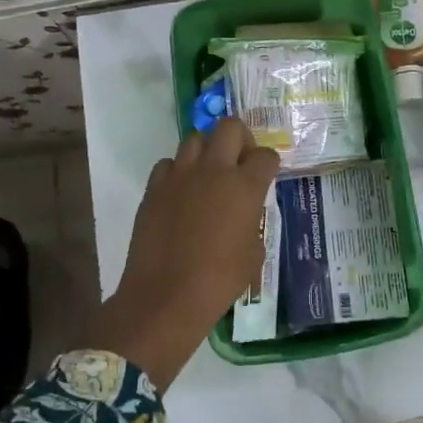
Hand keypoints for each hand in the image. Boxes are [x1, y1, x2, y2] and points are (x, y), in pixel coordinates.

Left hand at [88, 118, 279, 389]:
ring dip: (206, 151)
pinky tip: (180, 194)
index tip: (265, 177)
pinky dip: (177, 172)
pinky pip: (168, 164)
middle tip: (238, 162)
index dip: (268, 164)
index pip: (265, 155)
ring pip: (194, 138)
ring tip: (208, 175)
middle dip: (239, 139)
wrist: (165, 296)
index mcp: (245, 186)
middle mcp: (213, 170)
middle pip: (229, 126)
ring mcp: (180, 176)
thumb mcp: (254, 254)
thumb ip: (253, 221)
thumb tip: (245, 213)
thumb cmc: (219, 280)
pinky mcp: (154, 188)